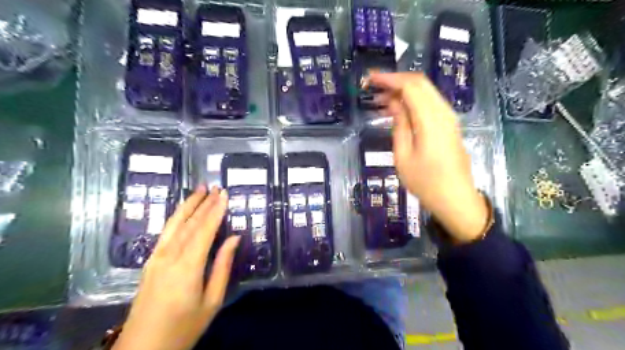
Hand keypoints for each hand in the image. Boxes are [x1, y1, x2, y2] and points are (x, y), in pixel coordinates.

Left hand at [112, 187, 238, 349]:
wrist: (143, 348)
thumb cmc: (185, 327)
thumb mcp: (212, 300)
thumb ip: (223, 266)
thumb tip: (234, 238)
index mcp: (188, 266)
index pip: (204, 229)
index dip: (215, 210)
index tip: (224, 194)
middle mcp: (170, 256)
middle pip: (189, 222)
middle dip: (203, 202)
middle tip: (215, 186)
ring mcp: (156, 258)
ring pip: (174, 224)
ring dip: (188, 205)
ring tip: (199, 189)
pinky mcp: (150, 262)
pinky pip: (165, 233)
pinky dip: (176, 217)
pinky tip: (182, 211)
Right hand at [367, 72, 487, 243]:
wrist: (456, 199)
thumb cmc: (425, 182)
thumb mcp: (403, 156)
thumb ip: (399, 125)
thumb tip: (393, 102)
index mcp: (431, 120)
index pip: (410, 86)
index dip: (389, 78)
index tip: (369, 79)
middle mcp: (444, 113)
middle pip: (420, 83)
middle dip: (395, 81)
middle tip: (373, 88)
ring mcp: (449, 118)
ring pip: (426, 92)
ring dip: (403, 90)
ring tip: (381, 100)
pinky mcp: (450, 125)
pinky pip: (430, 103)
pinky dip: (413, 100)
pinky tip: (398, 110)